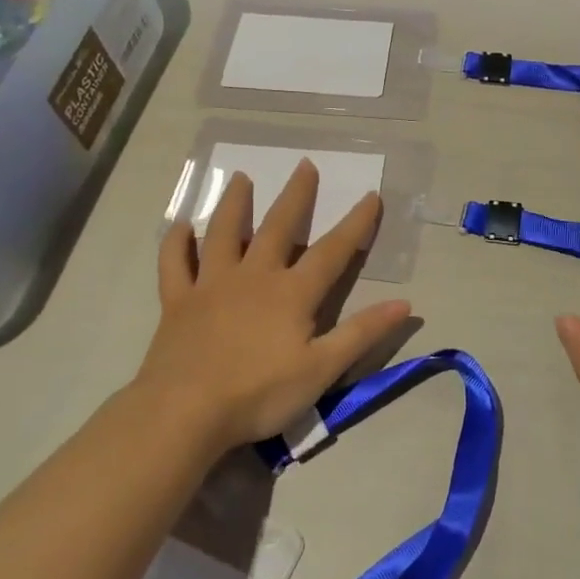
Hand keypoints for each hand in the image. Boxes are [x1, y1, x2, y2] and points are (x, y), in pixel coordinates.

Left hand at [140, 160, 410, 456]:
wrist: (184, 414)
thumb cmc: (259, 394)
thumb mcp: (322, 369)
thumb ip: (362, 333)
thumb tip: (405, 304)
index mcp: (292, 293)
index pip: (332, 251)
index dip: (355, 224)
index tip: (371, 195)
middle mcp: (254, 276)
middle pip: (278, 227)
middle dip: (296, 196)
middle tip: (304, 164)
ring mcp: (211, 285)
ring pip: (223, 233)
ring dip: (234, 204)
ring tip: (240, 178)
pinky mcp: (177, 302)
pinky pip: (175, 265)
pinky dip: (176, 244)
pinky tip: (180, 227)